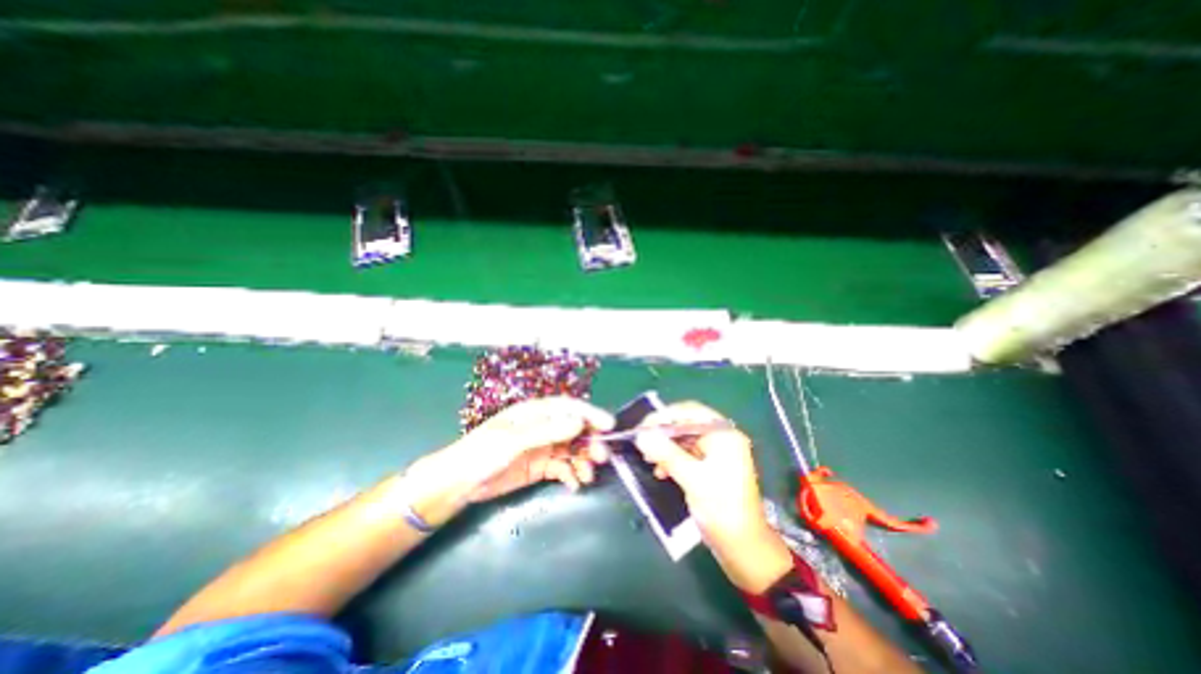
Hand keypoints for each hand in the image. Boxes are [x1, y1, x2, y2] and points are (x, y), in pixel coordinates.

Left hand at [411, 398, 617, 523]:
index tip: (609, 425)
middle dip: (590, 440)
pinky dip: (571, 474)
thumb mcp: (514, 440)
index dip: (590, 414)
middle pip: (575, 429)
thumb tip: (579, 423)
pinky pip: (563, 468)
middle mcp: (543, 427)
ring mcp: (543, 447)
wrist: (459, 482)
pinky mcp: (540, 466)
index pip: (569, 408)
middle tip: (602, 457)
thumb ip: (547, 431)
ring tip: (588, 476)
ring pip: (572, 449)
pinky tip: (574, 485)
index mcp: (536, 413)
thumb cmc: (483, 452)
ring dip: (583, 460)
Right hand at [631, 400, 795, 588]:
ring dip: (665, 448)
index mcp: (723, 435)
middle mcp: (721, 438)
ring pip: (684, 440)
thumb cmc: (722, 510)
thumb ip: (666, 454)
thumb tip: (642, 435)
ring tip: (649, 459)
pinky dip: (672, 460)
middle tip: (642, 443)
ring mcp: (716, 453)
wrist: (744, 549)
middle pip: (686, 425)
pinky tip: (660, 472)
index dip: (664, 416)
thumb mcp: (692, 479)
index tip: (642, 427)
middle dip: (663, 434)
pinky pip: (686, 455)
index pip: (690, 412)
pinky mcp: (711, 468)